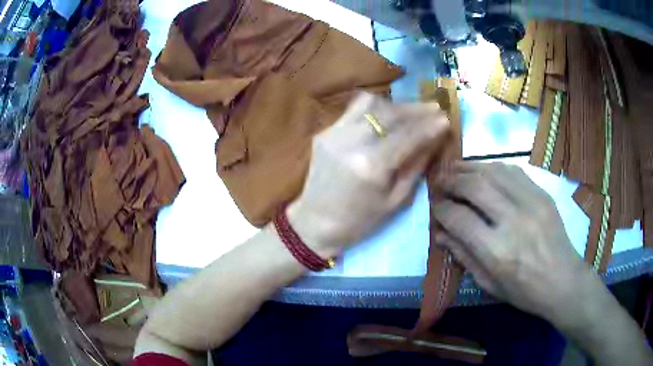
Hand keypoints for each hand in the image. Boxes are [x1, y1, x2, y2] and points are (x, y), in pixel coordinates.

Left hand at [288, 93, 448, 257]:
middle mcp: (352, 143)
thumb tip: (435, 138)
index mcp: (373, 166)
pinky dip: (374, 108)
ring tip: (412, 111)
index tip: (446, 118)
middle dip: (416, 109)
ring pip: (371, 104)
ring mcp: (335, 134)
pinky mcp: (325, 132)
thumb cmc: (360, 221)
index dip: (430, 125)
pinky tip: (386, 115)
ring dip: (396, 105)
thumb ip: (416, 165)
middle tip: (433, 109)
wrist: (315, 223)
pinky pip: (354, 110)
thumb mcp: (396, 200)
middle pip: (390, 114)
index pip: (408, 135)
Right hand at [432, 162, 592, 328]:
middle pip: (475, 186)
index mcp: (497, 251)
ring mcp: (531, 202)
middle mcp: (513, 220)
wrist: (563, 281)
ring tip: (456, 168)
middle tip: (440, 180)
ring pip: (493, 171)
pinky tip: (484, 170)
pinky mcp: (542, 194)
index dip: (441, 209)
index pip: (459, 218)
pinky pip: (513, 171)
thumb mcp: (488, 283)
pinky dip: (493, 167)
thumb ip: (463, 256)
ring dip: (470, 167)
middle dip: (451, 180)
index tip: (435, 206)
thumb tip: (440, 233)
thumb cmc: (523, 291)